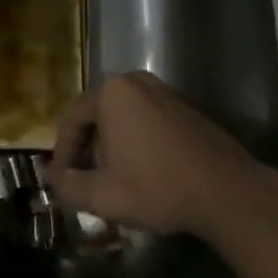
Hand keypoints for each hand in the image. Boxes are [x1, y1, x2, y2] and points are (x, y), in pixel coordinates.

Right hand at [47, 73, 272, 238]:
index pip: (73, 118)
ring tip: (110, 177)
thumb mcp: (104, 195)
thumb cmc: (157, 187)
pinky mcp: (184, 107)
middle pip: (98, 113)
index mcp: (112, 93)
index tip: (60, 179)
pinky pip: (146, 118)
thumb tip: (52, 179)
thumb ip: (69, 186)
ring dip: (111, 143)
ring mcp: (163, 91)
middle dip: (87, 147)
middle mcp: (135, 81)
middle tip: (83, 178)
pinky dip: (135, 139)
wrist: (226, 191)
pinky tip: (141, 170)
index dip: (63, 152)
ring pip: (123, 116)